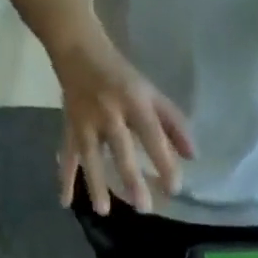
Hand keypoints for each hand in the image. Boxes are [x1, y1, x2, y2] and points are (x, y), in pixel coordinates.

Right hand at [53, 36, 193, 214]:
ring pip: (90, 155)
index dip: (163, 160)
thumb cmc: (122, 76)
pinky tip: (65, 202)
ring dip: (95, 183)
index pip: (151, 133)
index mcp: (134, 101)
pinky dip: (64, 178)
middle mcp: (109, 111)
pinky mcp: (69, 126)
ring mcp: (85, 120)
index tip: (174, 189)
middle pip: (121, 148)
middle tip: (143, 207)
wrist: (77, 47)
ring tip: (103, 211)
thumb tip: (192, 156)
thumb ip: (173, 123)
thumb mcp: (150, 92)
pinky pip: (67, 155)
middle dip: (131, 178)